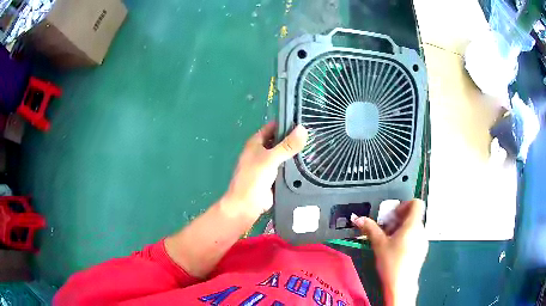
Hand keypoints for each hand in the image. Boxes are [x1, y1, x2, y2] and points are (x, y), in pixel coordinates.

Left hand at [223, 122, 307, 218]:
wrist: (247, 205)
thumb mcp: (270, 158)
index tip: (304, 120)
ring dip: (295, 152)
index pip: (272, 127)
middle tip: (314, 134)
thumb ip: (287, 145)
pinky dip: (295, 165)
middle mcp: (262, 151)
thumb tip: (303, 129)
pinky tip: (309, 163)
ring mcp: (268, 165)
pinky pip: (286, 167)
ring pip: (284, 155)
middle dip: (293, 138)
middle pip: (279, 141)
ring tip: (315, 146)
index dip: (285, 123)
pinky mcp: (274, 177)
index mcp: (256, 143)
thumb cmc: (253, 178)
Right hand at [352, 199, 427, 305]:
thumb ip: (370, 228)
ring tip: (389, 241)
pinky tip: (396, 250)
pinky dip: (406, 238)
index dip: (404, 205)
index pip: (416, 203)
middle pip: (413, 216)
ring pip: (414, 227)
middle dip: (398, 219)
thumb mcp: (379, 244)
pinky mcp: (422, 250)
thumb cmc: (391, 262)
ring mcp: (423, 241)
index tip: (392, 216)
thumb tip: (357, 218)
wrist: (401, 285)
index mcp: (413, 225)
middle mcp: (421, 230)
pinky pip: (415, 237)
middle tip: (385, 229)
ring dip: (401, 229)